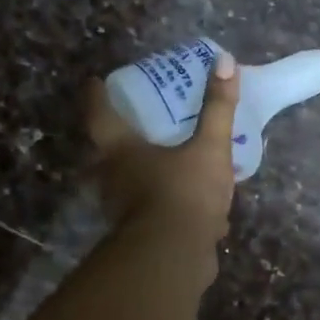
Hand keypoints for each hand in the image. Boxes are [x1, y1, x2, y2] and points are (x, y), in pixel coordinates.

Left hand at [87, 51, 240, 249]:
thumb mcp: (209, 148)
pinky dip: (168, 203)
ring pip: (128, 184)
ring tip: (168, 160)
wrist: (174, 258)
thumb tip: (225, 62)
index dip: (96, 96)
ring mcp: (125, 210)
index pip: (99, 115)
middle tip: (136, 122)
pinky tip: (196, 206)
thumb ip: (218, 108)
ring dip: (143, 172)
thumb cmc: (183, 193)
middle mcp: (113, 178)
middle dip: (118, 137)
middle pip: (106, 152)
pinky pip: (154, 211)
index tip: (95, 82)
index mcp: (121, 151)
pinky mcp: (143, 235)